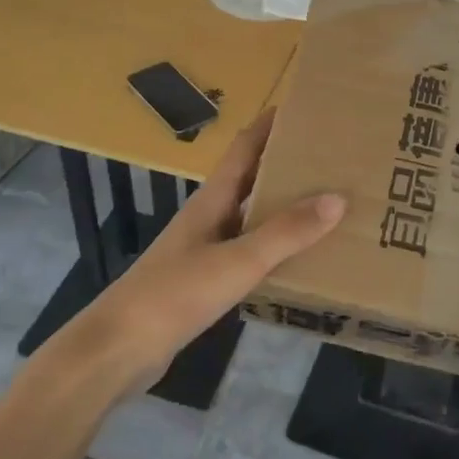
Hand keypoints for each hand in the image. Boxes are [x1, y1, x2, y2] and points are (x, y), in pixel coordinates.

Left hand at [70, 110, 344, 393]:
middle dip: (286, 165)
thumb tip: (337, 197)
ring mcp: (203, 250)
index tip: (305, 109)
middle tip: (330, 160)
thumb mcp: (237, 261)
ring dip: (281, 207)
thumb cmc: (175, 294)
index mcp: (212, 200)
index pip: (244, 148)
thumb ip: (286, 232)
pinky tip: (296, 260)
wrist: (120, 348)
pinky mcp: (203, 281)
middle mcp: (208, 217)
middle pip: (250, 179)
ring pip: (250, 217)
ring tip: (324, 206)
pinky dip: (273, 247)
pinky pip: (247, 252)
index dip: (270, 125)